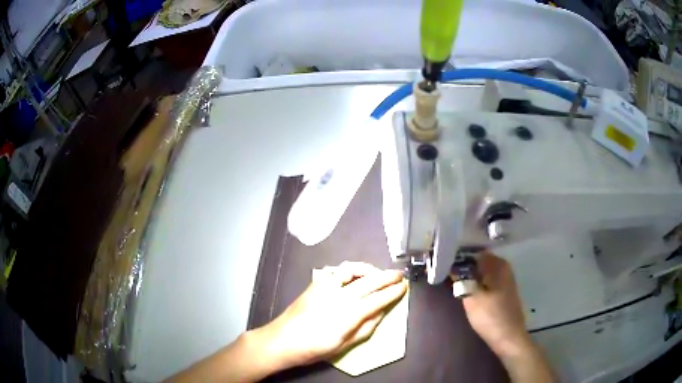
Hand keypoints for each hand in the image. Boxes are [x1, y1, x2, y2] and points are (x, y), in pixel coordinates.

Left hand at [254, 262, 407, 369]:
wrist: (283, 339)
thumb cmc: (315, 348)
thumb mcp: (345, 344)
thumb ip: (366, 327)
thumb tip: (381, 311)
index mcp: (348, 314)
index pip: (377, 299)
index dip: (393, 292)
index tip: (404, 286)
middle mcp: (338, 296)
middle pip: (369, 281)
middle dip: (387, 276)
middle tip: (399, 274)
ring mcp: (325, 286)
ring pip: (353, 270)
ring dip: (369, 269)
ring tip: (379, 273)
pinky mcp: (316, 283)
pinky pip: (337, 270)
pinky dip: (351, 269)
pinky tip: (355, 274)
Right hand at [454, 252, 530, 356]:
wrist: (508, 336)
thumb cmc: (489, 316)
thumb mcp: (471, 297)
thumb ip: (461, 279)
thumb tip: (453, 266)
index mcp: (497, 263)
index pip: (474, 252)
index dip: (459, 256)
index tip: (445, 263)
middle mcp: (504, 266)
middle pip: (480, 261)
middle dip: (464, 267)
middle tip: (448, 275)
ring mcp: (506, 278)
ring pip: (484, 271)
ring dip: (471, 276)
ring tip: (455, 283)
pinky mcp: (505, 290)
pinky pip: (488, 280)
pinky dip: (478, 283)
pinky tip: (469, 291)